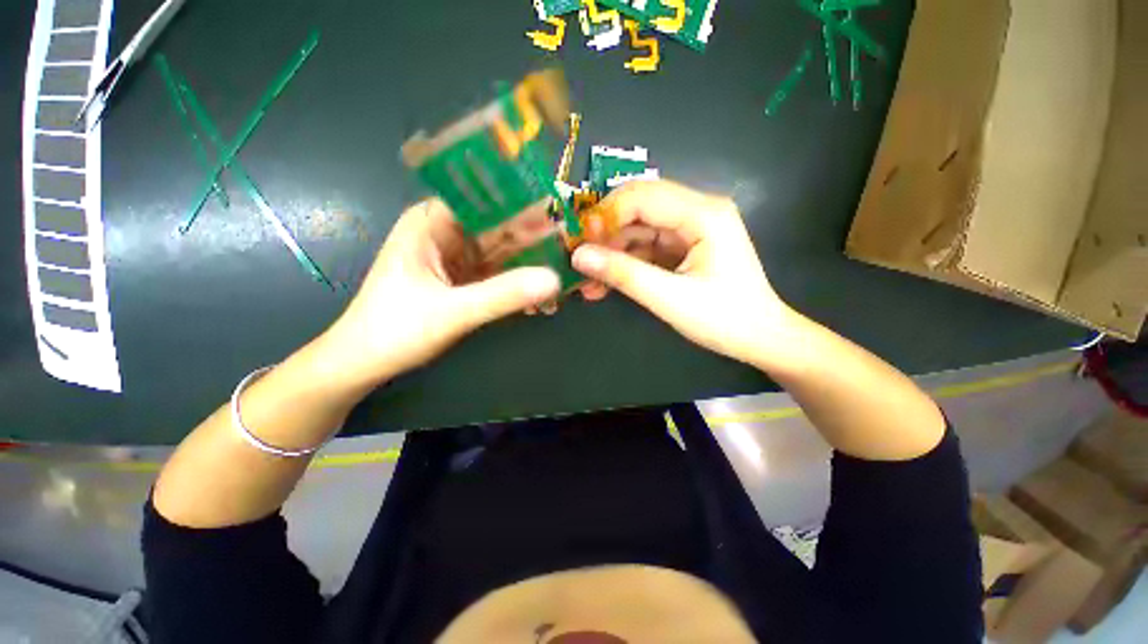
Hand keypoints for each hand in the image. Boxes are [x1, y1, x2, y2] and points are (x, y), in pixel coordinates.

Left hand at [317, 199, 560, 388]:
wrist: (366, 363)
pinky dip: (518, 285)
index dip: (525, 206)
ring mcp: (458, 257)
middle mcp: (447, 232)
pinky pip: (499, 274)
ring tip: (561, 284)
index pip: (486, 199)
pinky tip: (539, 302)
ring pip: (504, 253)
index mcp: (432, 222)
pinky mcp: (465, 278)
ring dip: (531, 268)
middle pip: (501, 227)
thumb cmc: (395, 330)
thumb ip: (504, 295)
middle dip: (535, 243)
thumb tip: (554, 281)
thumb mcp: (453, 312)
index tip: (561, 221)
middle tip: (571, 257)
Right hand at [572, 180, 801, 369]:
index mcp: (703, 214)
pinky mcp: (682, 247)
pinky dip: (624, 264)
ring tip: (587, 282)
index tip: (579, 241)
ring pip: (637, 231)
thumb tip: (578, 256)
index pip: (642, 196)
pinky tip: (604, 284)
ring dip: (611, 254)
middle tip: (578, 260)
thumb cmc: (725, 320)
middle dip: (604, 235)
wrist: (761, 339)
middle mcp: (697, 211)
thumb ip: (623, 274)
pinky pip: (645, 248)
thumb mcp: (670, 298)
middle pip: (637, 209)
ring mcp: (689, 230)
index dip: (606, 215)